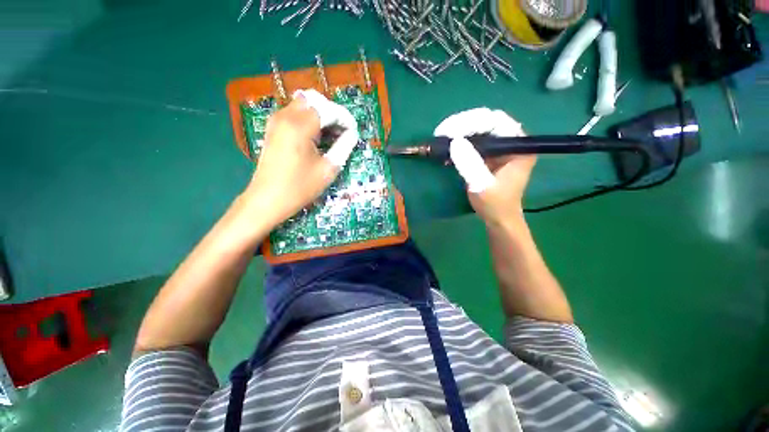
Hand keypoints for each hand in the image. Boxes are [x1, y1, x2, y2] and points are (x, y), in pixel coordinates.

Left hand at [244, 89, 358, 226]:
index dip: (345, 119)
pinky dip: (308, 119)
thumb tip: (352, 134)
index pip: (329, 110)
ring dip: (320, 115)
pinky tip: (316, 137)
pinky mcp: (273, 128)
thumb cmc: (300, 187)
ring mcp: (276, 120)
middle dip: (332, 112)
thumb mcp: (328, 169)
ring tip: (331, 135)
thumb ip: (343, 147)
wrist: (267, 199)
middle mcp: (286, 116)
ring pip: (304, 104)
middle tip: (342, 132)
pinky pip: (294, 113)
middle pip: (315, 100)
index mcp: (300, 126)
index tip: (354, 132)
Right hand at [434, 108, 535, 225]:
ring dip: (460, 131)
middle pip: (487, 122)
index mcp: (519, 146)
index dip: (471, 121)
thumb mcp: (481, 185)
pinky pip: (475, 141)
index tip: (449, 130)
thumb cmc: (495, 204)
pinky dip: (461, 141)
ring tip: (442, 136)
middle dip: (463, 124)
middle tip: (442, 131)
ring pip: (479, 129)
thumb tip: (454, 141)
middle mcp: (512, 141)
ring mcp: (501, 147)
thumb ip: (470, 164)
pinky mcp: (491, 154)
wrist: (499, 218)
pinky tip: (448, 146)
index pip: (496, 122)